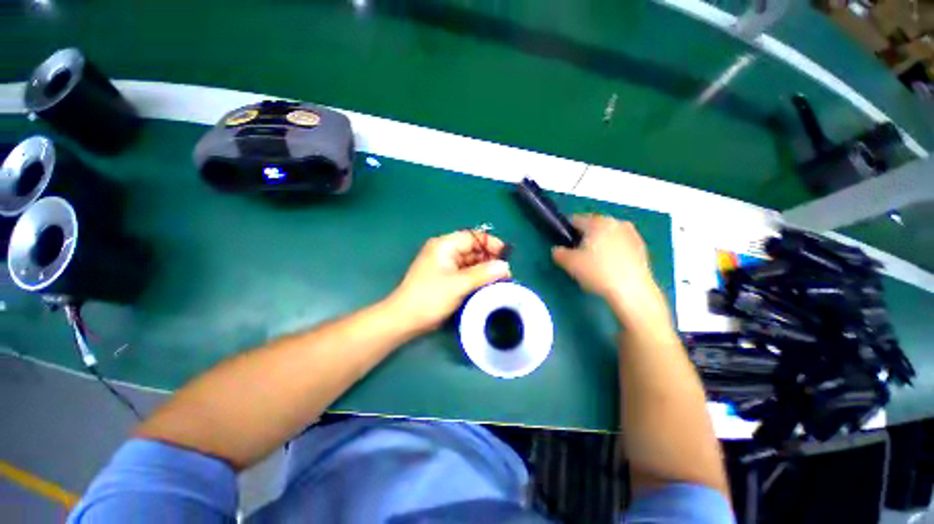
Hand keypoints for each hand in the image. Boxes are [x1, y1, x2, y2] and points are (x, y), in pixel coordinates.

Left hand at [389, 231, 510, 333]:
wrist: (405, 319)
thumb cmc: (430, 297)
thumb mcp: (459, 284)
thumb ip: (483, 274)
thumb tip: (505, 266)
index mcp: (444, 245)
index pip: (472, 237)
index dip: (490, 244)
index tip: (507, 254)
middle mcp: (444, 251)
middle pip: (472, 249)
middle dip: (489, 259)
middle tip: (506, 272)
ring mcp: (444, 265)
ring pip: (470, 262)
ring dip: (484, 270)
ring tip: (500, 280)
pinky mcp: (445, 277)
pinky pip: (465, 273)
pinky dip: (476, 277)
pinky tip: (487, 285)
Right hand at [552, 215, 662, 319]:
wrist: (632, 291)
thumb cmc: (597, 272)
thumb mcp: (569, 263)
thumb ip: (558, 253)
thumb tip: (558, 250)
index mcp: (597, 222)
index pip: (575, 220)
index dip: (566, 231)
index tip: (563, 245)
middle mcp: (616, 222)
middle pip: (593, 226)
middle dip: (584, 238)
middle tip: (578, 256)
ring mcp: (632, 234)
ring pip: (608, 236)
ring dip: (599, 244)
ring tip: (595, 264)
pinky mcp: (642, 248)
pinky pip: (620, 245)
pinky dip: (613, 252)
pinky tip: (610, 268)